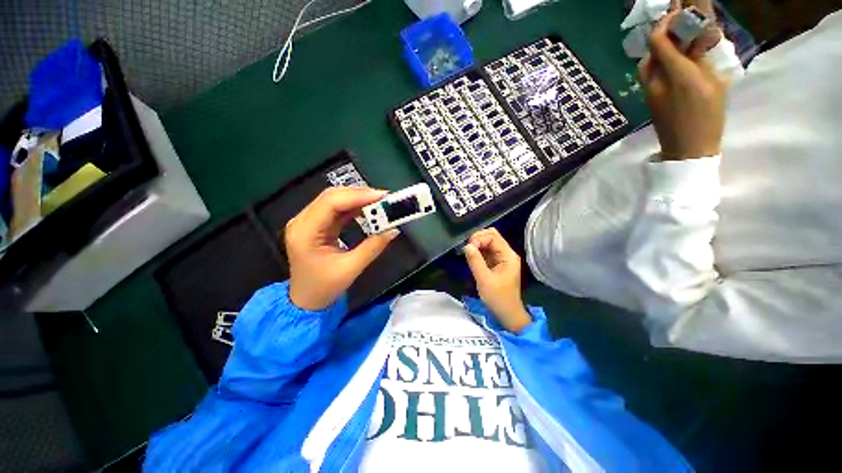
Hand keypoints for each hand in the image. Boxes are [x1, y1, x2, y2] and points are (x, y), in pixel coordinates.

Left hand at [285, 187, 399, 310]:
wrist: (306, 300)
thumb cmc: (324, 287)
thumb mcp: (351, 268)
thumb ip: (372, 247)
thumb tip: (393, 230)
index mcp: (305, 232)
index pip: (331, 203)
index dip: (357, 196)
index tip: (381, 196)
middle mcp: (302, 221)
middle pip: (331, 197)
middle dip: (359, 195)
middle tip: (383, 198)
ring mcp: (307, 221)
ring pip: (334, 200)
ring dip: (357, 200)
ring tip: (378, 202)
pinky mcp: (316, 225)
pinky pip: (336, 210)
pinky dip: (353, 208)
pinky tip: (367, 209)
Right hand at [464, 228, 531, 333]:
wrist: (506, 313)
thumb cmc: (498, 298)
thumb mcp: (484, 279)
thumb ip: (475, 261)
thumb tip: (467, 245)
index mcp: (508, 256)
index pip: (493, 237)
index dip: (479, 239)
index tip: (468, 248)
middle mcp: (506, 253)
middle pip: (492, 236)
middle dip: (478, 239)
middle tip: (467, 249)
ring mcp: (501, 258)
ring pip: (488, 242)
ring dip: (477, 244)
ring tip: (467, 252)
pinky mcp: (496, 263)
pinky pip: (486, 251)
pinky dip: (478, 251)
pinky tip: (471, 256)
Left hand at [639, 7, 726, 160]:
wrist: (687, 148)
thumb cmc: (709, 118)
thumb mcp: (715, 84)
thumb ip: (700, 61)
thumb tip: (694, 44)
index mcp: (677, 75)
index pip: (658, 42)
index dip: (663, 25)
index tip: (676, 15)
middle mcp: (656, 82)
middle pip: (649, 53)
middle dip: (662, 37)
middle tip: (678, 32)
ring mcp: (648, 93)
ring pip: (646, 65)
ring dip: (659, 52)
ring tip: (677, 48)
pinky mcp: (647, 101)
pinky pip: (649, 77)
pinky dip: (658, 66)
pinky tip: (672, 66)